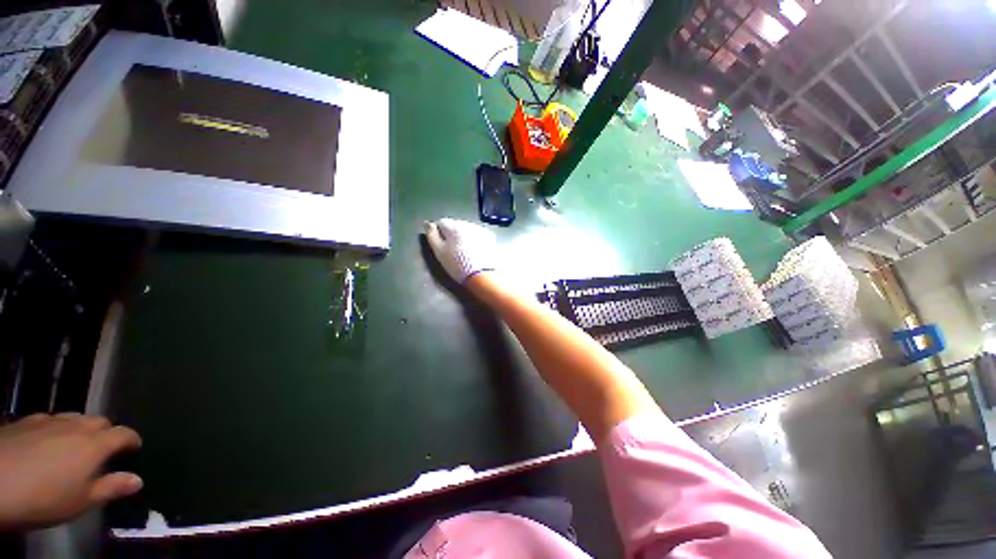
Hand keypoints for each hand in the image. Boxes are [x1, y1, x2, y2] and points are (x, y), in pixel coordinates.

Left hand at [0, 413, 142, 529]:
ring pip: (74, 418)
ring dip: (81, 429)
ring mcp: (49, 420)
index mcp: (96, 444)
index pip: (124, 434)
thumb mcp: (81, 502)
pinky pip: (50, 420)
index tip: (135, 450)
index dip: (132, 440)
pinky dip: (56, 430)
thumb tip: (137, 479)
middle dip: (106, 432)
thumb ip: (111, 488)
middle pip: (100, 421)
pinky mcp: (28, 420)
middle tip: (103, 452)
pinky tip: (45, 444)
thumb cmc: (45, 498)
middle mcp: (77, 426)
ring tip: (74, 448)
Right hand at [423, 218, 497, 283]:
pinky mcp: (489, 237)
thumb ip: (431, 235)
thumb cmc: (456, 264)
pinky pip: (477, 234)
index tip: (440, 245)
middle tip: (452, 250)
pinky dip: (474, 239)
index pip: (440, 222)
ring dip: (463, 236)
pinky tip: (474, 251)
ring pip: (466, 229)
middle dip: (451, 234)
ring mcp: (479, 229)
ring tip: (463, 251)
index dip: (438, 233)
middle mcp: (467, 223)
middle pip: (455, 224)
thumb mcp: (439, 251)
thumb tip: (427, 223)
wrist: (481, 275)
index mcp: (453, 225)